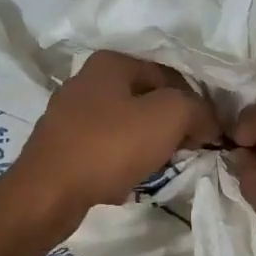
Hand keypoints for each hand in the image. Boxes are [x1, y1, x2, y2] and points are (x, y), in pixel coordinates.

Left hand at [0, 52, 221, 234]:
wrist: (47, 193)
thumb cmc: (109, 146)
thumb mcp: (169, 117)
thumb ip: (198, 110)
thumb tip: (208, 122)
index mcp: (111, 62)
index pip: (171, 76)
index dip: (195, 105)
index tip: (206, 136)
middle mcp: (87, 80)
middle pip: (147, 100)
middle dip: (170, 126)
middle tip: (185, 152)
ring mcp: (69, 113)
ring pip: (127, 124)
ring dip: (148, 145)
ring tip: (159, 167)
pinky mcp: (61, 144)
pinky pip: (105, 147)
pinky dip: (122, 160)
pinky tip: (128, 179)